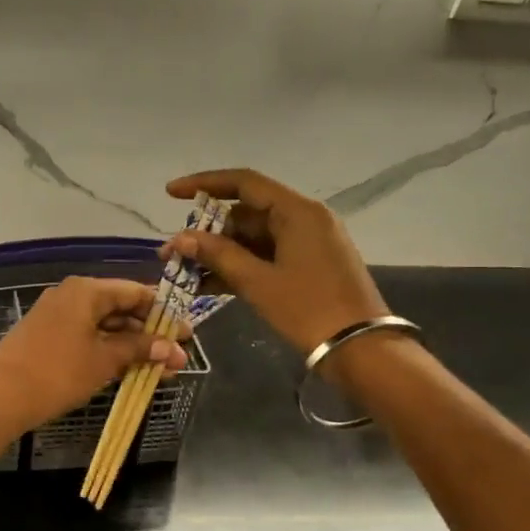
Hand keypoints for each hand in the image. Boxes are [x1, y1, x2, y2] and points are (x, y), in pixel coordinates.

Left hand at [0, 277, 187, 441]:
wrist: (0, 397)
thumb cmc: (58, 373)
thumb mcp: (105, 361)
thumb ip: (141, 350)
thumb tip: (176, 350)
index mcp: (86, 291)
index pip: (134, 291)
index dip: (163, 312)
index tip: (186, 333)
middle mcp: (70, 295)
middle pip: (119, 307)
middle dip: (148, 332)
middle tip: (175, 356)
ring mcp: (55, 315)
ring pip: (102, 325)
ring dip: (130, 345)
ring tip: (157, 369)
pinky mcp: (45, 336)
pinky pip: (85, 336)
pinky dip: (107, 349)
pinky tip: (126, 369)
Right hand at [162, 168, 387, 353]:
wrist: (359, 348)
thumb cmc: (308, 308)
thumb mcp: (258, 282)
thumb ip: (218, 255)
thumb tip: (180, 239)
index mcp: (297, 211)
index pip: (244, 183)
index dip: (204, 184)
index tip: (170, 193)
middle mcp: (304, 218)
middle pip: (246, 212)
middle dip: (207, 231)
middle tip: (174, 250)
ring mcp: (307, 243)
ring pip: (253, 238)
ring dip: (219, 252)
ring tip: (183, 271)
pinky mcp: (307, 266)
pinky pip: (265, 256)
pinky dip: (238, 267)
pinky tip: (206, 285)